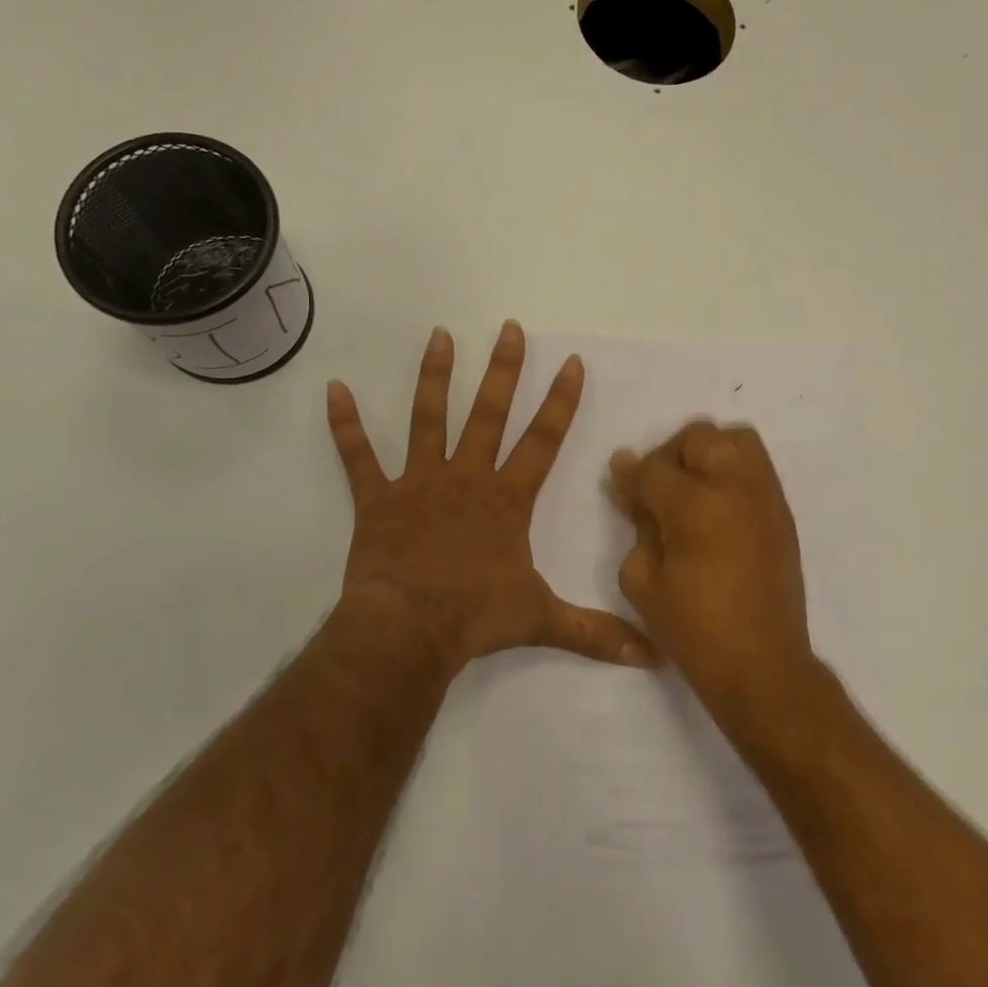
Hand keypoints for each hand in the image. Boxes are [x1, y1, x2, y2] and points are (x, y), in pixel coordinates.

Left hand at [326, 321, 653, 676]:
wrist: (407, 630)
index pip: (542, 441)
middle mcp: (465, 478)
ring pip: (428, 419)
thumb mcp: (542, 621)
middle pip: (489, 414)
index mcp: (506, 499)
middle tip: (509, 329)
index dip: (560, 402)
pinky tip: (334, 389)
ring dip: (434, 377)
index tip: (571, 363)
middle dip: (503, 371)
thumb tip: (653, 657)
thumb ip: (596, 633)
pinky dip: (344, 425)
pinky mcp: (377, 499)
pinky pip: (357, 457)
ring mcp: (418, 483)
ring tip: (440, 336)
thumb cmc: (475, 618)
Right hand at [609, 421, 815, 720]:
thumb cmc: (692, 629)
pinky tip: (719, 507)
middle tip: (660, 489)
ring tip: (695, 489)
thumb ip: (637, 524)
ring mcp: (764, 497)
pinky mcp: (783, 512)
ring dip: (708, 453)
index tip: (621, 482)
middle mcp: (733, 487)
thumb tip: (632, 486)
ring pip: (736, 439)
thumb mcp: (642, 581)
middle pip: (699, 436)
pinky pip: (757, 467)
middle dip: (671, 454)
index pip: (652, 467)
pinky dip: (734, 470)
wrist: (761, 664)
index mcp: (692, 506)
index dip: (631, 473)